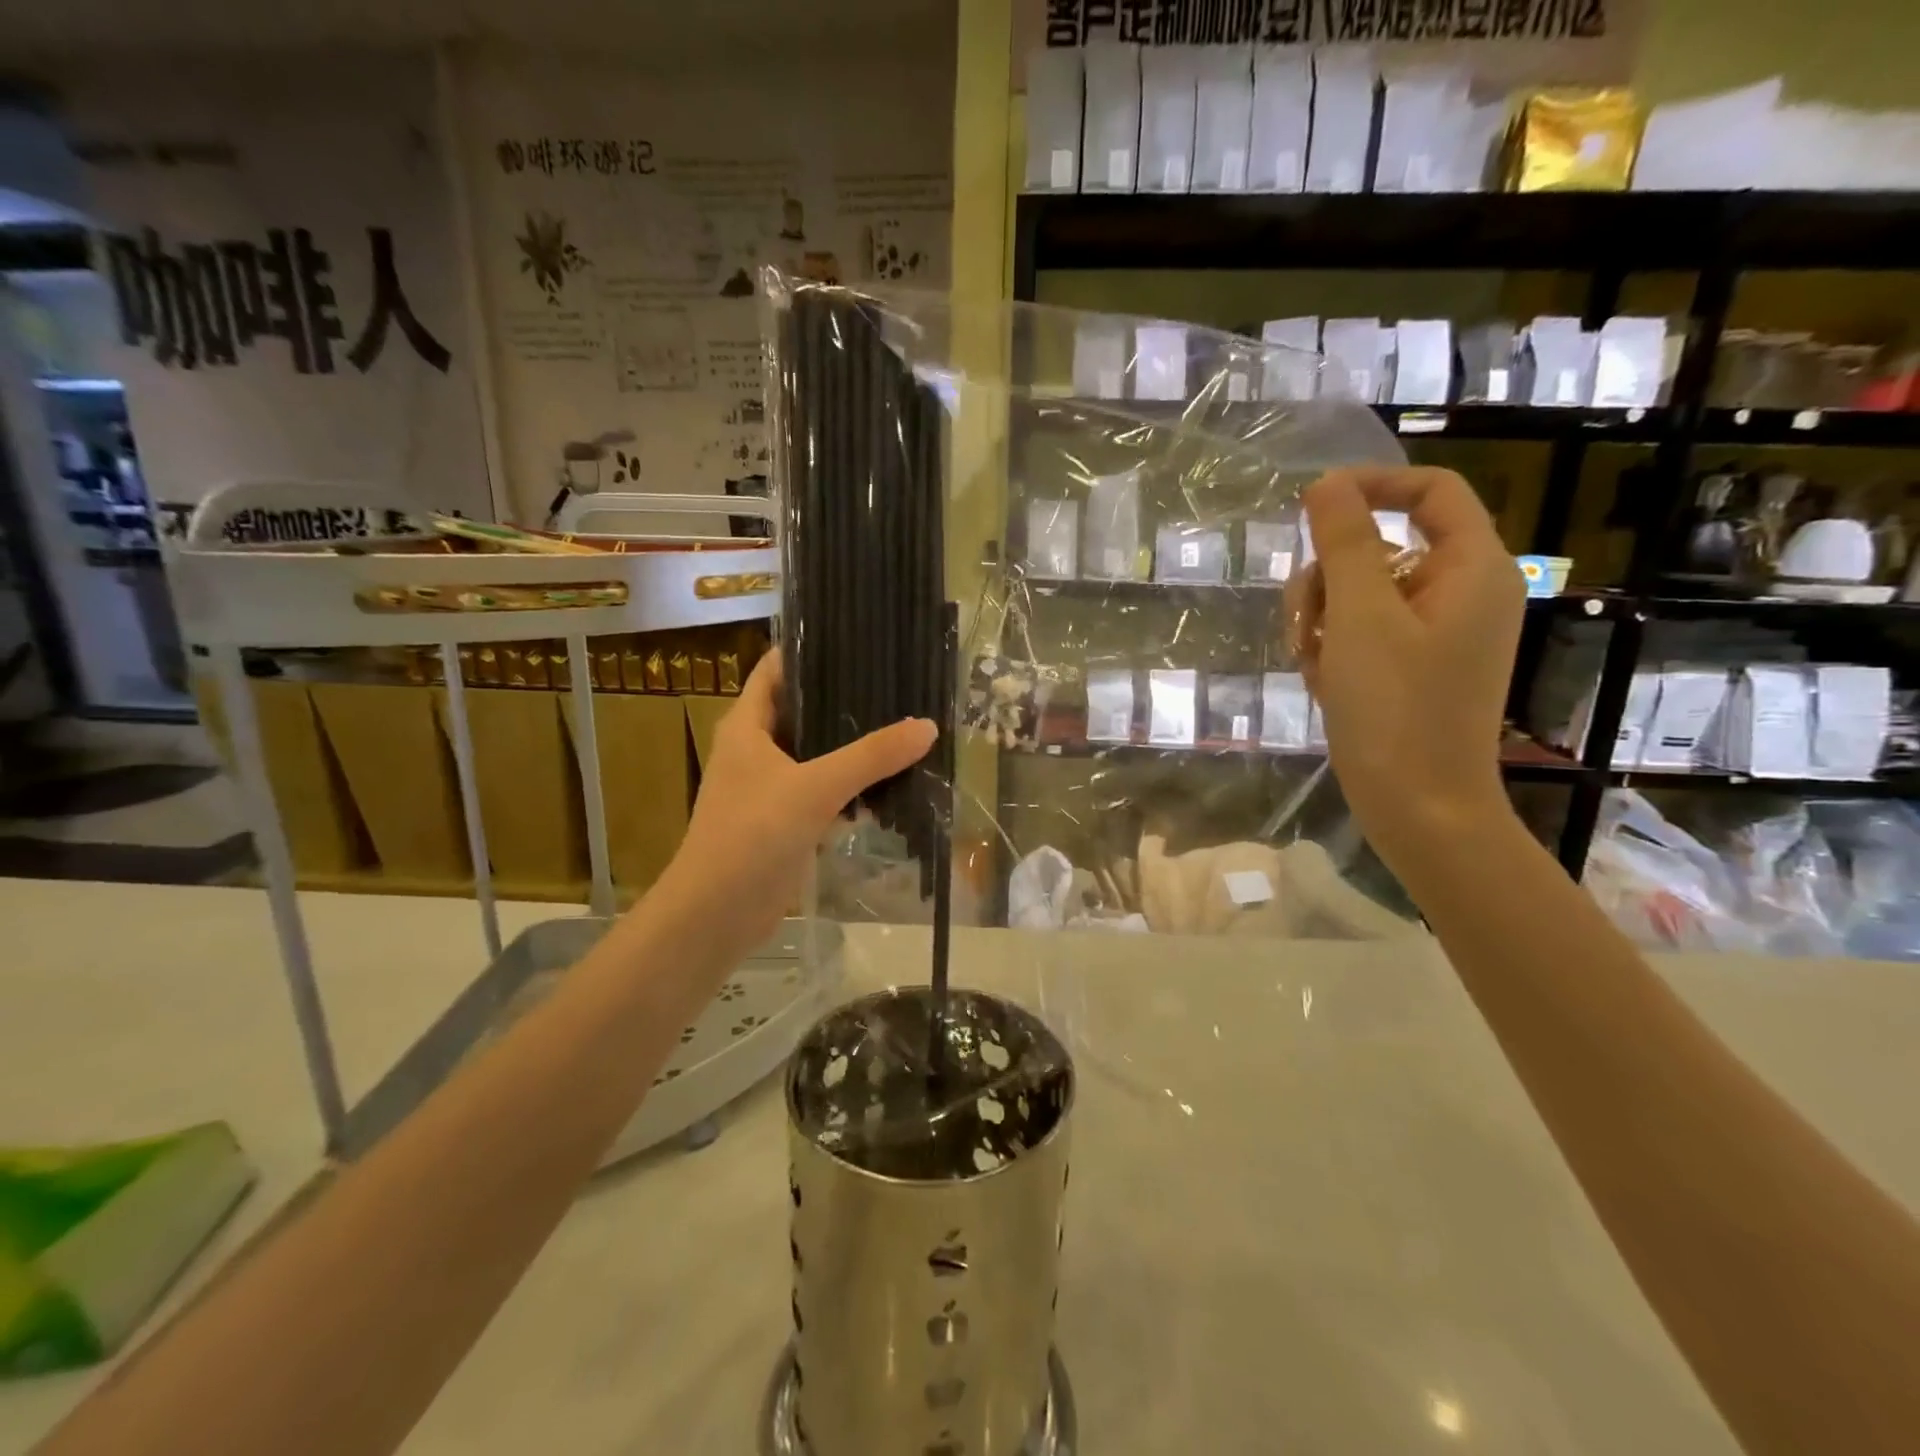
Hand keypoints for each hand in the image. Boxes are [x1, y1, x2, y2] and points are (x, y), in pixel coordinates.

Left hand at [650, 650, 935, 960]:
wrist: (716, 914)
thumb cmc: (752, 835)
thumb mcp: (814, 788)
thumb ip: (871, 757)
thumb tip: (927, 726)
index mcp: (747, 726)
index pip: (776, 670)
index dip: (811, 651)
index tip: (859, 638)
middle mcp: (756, 750)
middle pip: (804, 712)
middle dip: (846, 702)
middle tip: (897, 685)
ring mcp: (770, 788)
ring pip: (818, 756)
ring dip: (854, 749)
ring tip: (904, 729)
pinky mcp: (785, 822)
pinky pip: (824, 794)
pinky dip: (851, 789)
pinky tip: (890, 787)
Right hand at [1288, 467, 1524, 871]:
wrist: (1417, 807)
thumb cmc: (1395, 708)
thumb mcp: (1360, 617)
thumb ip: (1344, 543)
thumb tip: (1327, 484)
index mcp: (1471, 569)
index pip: (1430, 492)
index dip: (1371, 486)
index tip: (1311, 505)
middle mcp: (1460, 593)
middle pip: (1382, 547)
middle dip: (1328, 577)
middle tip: (1303, 621)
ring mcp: (1434, 633)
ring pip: (1361, 592)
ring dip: (1321, 618)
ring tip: (1312, 664)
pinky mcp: (1410, 666)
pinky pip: (1361, 632)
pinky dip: (1333, 649)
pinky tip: (1322, 684)